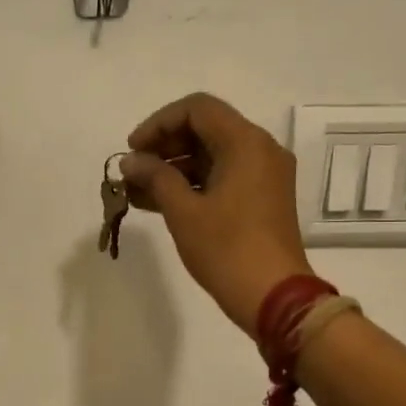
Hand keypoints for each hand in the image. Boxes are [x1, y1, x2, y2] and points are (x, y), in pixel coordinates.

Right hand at [120, 93, 311, 337]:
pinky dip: (191, 184)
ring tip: (135, 191)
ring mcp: (263, 175)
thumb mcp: (183, 211)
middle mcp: (260, 150)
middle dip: (163, 147)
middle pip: (205, 129)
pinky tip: (157, 202)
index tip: (132, 149)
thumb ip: (155, 177)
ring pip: (211, 156)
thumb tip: (131, 161)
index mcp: (245, 143)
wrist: (274, 297)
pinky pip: (221, 177)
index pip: (197, 109)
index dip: (158, 123)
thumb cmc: (226, 249)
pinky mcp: (261, 199)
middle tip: (132, 171)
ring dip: (173, 168)